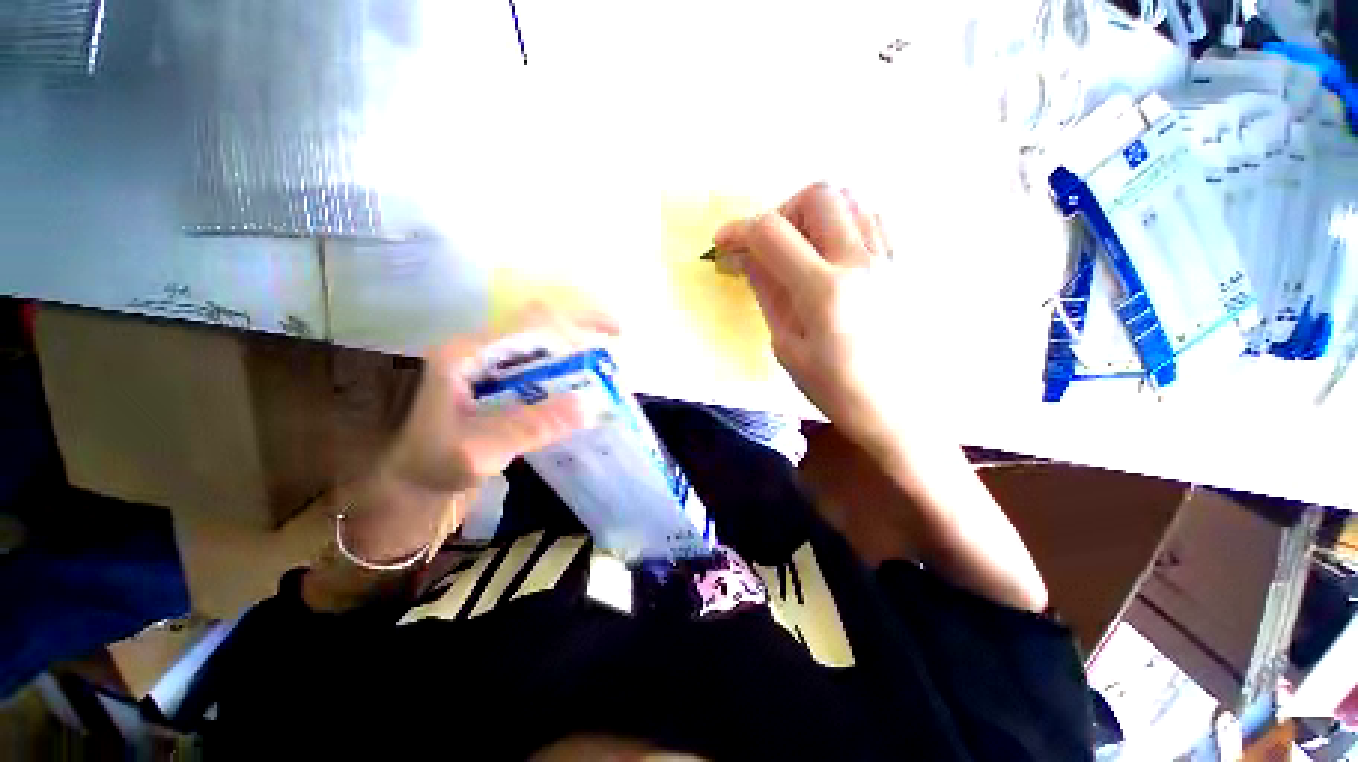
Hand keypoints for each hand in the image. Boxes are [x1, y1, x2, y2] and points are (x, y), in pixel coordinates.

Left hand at [343, 305, 618, 561]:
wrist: (413, 487)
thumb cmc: (434, 467)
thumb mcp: (478, 451)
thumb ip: (530, 426)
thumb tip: (588, 406)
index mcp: (470, 353)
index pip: (532, 321)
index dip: (577, 319)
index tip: (615, 333)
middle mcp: (484, 353)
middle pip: (545, 331)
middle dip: (584, 340)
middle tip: (614, 364)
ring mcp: (494, 370)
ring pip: (548, 352)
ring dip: (579, 361)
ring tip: (605, 381)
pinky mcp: (503, 388)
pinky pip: (545, 374)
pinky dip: (570, 380)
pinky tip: (583, 396)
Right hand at [714, 182, 917, 458]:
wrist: (902, 412)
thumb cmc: (837, 390)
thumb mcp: (788, 347)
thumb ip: (768, 293)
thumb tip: (746, 258)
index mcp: (825, 290)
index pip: (772, 233)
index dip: (739, 231)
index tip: (722, 244)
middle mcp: (863, 261)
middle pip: (818, 195)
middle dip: (781, 212)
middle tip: (770, 248)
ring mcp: (893, 258)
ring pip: (850, 200)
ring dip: (814, 216)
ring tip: (802, 252)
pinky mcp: (909, 265)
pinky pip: (874, 220)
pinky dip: (844, 225)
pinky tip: (834, 258)